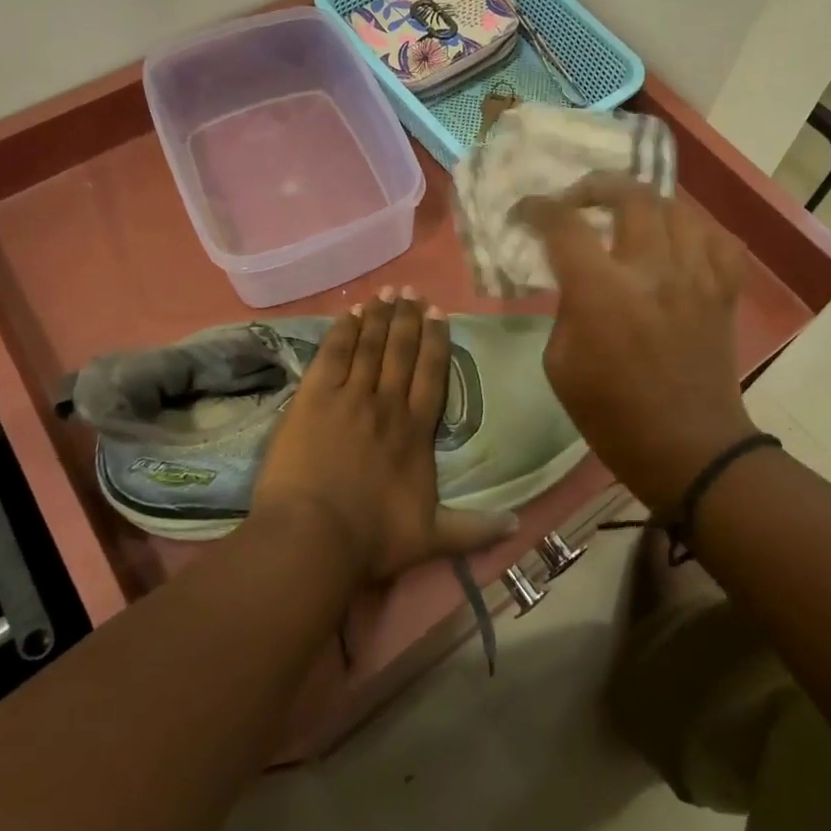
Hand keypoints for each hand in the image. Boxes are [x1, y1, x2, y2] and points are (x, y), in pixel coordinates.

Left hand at [250, 289, 516, 581]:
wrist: (314, 537)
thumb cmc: (372, 538)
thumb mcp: (432, 539)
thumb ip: (474, 530)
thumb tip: (517, 525)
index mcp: (416, 431)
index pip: (431, 375)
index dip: (436, 341)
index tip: (439, 313)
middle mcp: (387, 404)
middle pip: (401, 352)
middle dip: (407, 319)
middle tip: (412, 291)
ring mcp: (349, 397)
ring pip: (369, 346)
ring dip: (378, 317)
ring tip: (385, 293)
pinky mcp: (314, 397)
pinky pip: (332, 354)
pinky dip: (342, 331)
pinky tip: (349, 313)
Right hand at [516, 174, 755, 517]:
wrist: (688, 450)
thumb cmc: (612, 416)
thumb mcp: (559, 364)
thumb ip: (565, 308)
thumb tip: (575, 278)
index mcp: (602, 293)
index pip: (564, 224)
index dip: (538, 208)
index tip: (524, 212)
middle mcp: (653, 271)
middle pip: (630, 196)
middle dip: (596, 187)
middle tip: (578, 201)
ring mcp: (696, 277)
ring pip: (676, 208)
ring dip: (644, 204)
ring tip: (626, 216)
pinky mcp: (724, 292)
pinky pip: (718, 240)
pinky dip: (695, 232)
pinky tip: (678, 242)